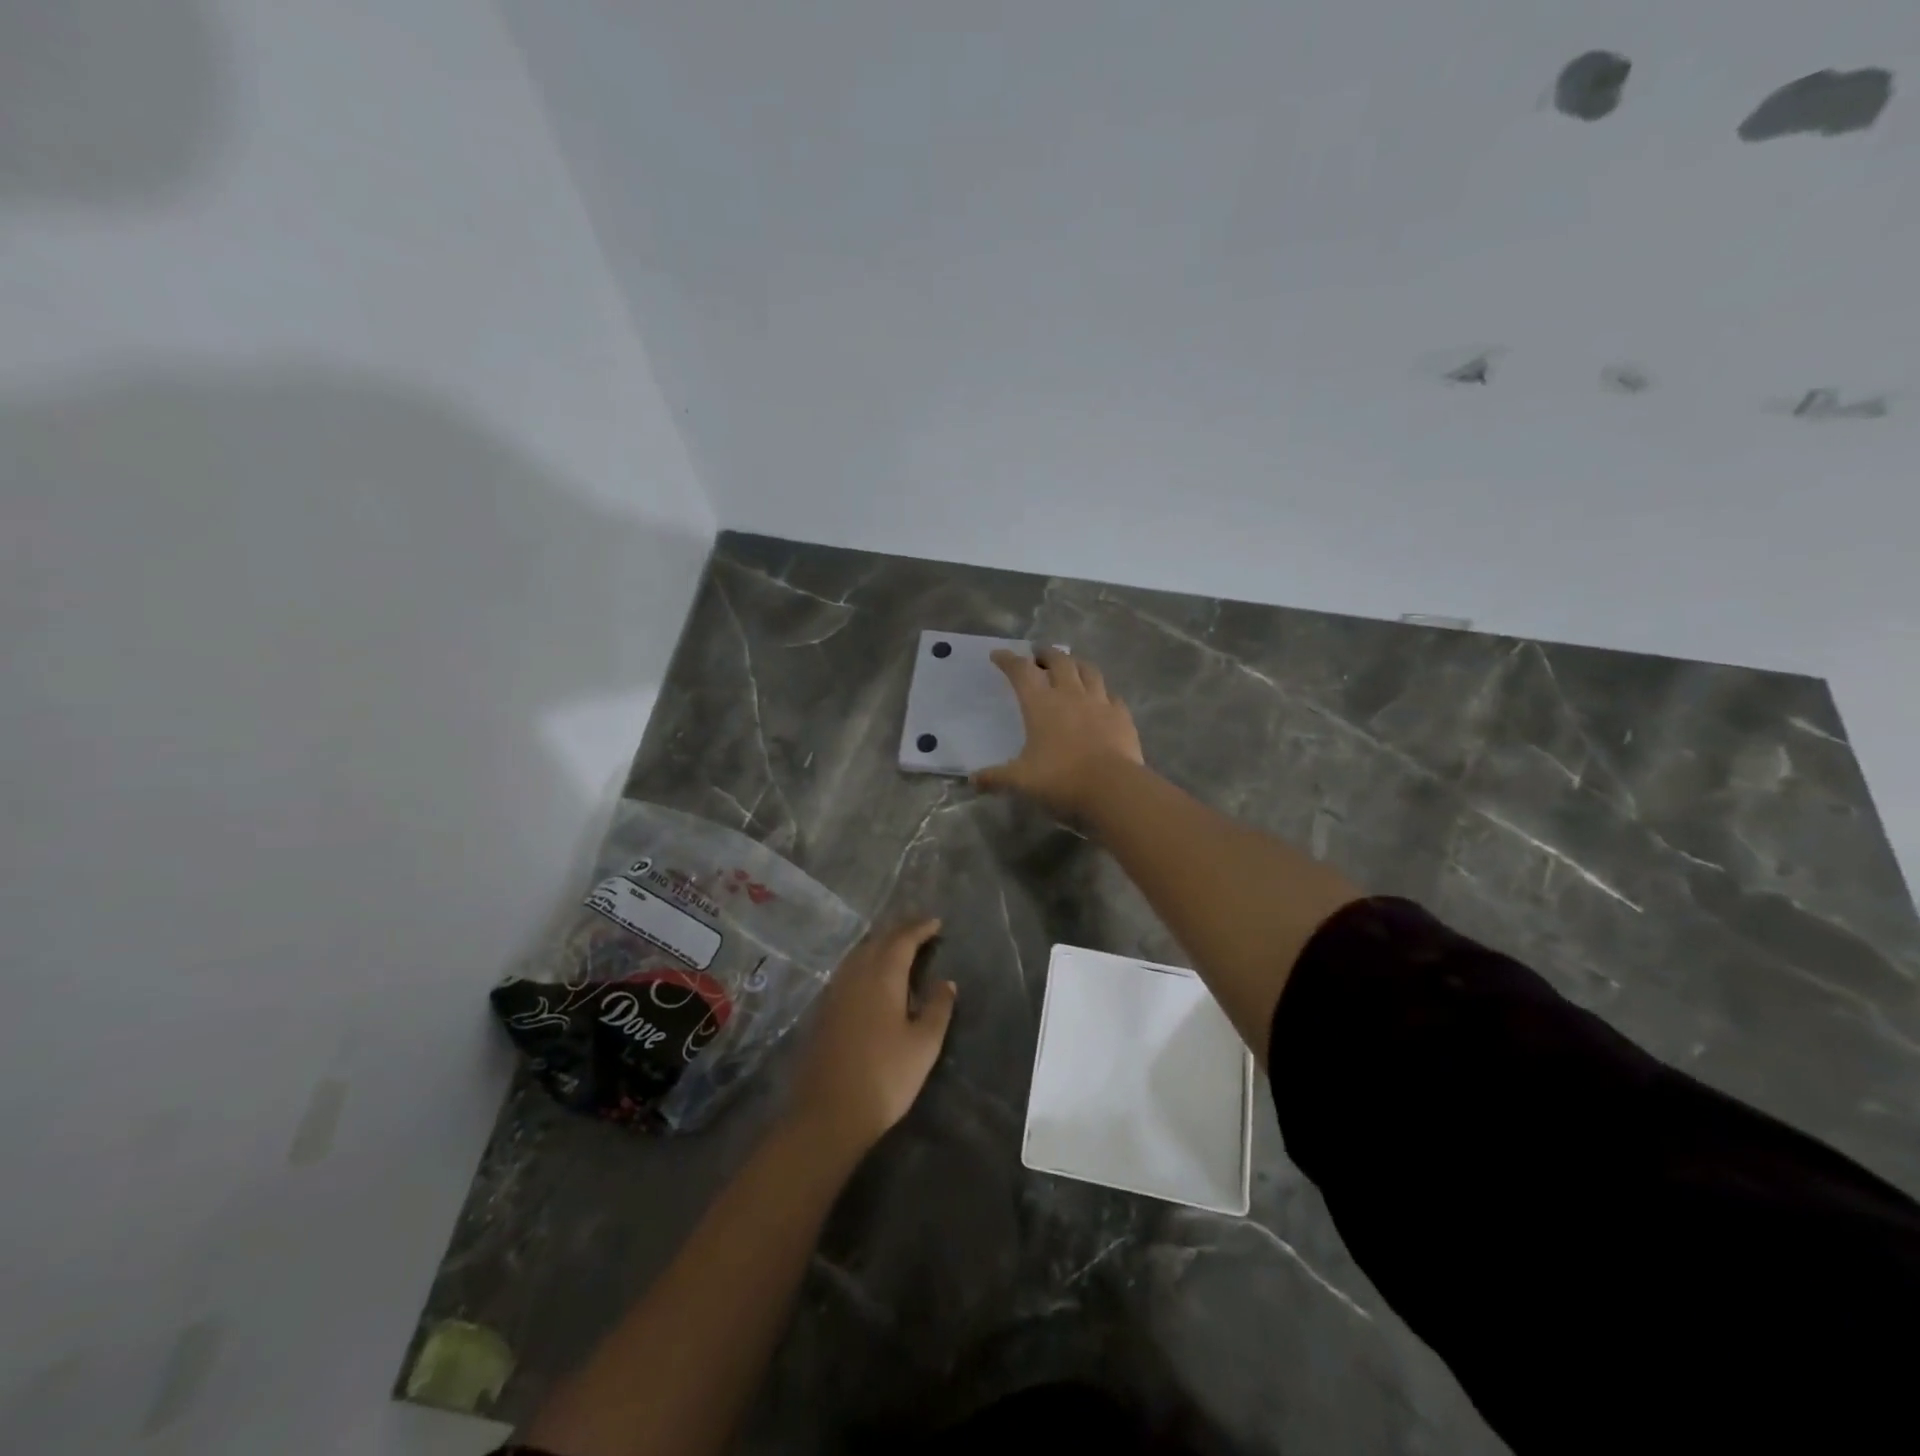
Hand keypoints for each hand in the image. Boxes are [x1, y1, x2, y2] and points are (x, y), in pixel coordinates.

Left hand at [790, 919, 955, 1155]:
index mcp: (882, 977)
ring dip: (880, 943)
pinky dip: (864, 961)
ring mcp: (834, 992)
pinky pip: (847, 970)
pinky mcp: (823, 1010)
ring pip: (859, 954)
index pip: (902, 940)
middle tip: (919, 928)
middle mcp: (855, 975)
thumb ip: (937, 1008)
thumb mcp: (924, 1045)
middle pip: (878, 941)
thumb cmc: (885, 1077)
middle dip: (900, 931)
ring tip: (897, 945)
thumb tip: (946, 982)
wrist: (828, 1113)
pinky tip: (870, 974)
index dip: (920, 928)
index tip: (936, 922)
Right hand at [973, 648, 1144, 817]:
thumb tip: (972, 781)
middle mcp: (1070, 694)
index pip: (1021, 671)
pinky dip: (1102, 692)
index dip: (1008, 660)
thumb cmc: (1061, 779)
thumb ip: (996, 778)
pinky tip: (1101, 699)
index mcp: (1041, 704)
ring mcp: (1100, 702)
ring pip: (1088, 670)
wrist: (1113, 788)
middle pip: (1059, 660)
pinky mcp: (1122, 715)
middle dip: (1045, 654)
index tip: (998, 655)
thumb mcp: (1021, 781)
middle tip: (1038, 657)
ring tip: (1070, 667)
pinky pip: (1111, 695)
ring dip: (1076, 664)